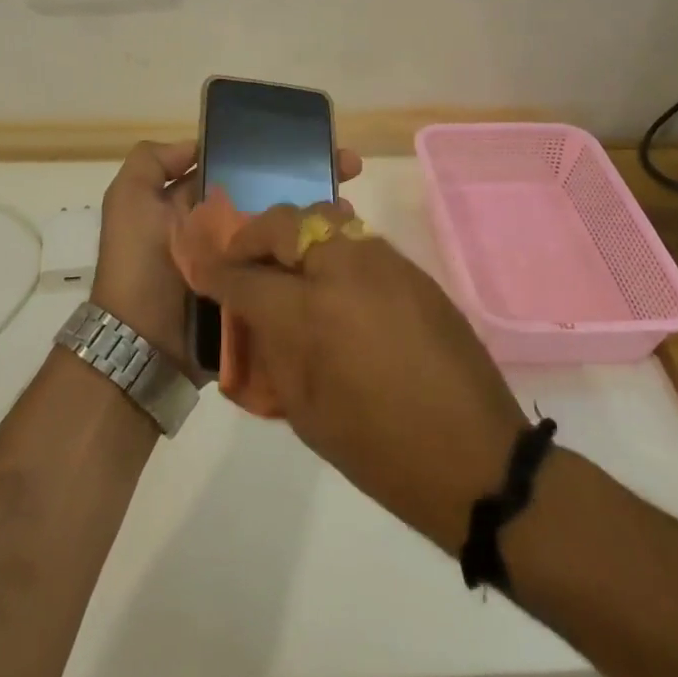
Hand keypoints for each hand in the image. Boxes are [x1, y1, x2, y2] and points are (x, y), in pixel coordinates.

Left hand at [91, 142, 363, 374]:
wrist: (143, 345)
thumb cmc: (137, 265)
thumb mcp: (127, 201)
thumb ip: (151, 163)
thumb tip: (198, 144)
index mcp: (195, 205)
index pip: (239, 170)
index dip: (270, 154)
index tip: (307, 142)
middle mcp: (222, 229)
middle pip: (270, 196)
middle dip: (308, 178)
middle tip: (348, 168)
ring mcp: (244, 262)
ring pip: (285, 229)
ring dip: (318, 213)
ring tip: (351, 204)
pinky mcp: (260, 292)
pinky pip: (289, 267)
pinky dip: (313, 253)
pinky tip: (345, 238)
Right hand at [190, 203, 528, 554]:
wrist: (475, 457)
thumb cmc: (379, 451)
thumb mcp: (305, 412)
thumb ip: (273, 351)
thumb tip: (254, 316)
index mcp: (309, 314)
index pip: (244, 276)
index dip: (215, 272)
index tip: (201, 269)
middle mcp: (344, 271)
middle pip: (283, 223)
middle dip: (254, 238)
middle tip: (246, 262)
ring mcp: (383, 263)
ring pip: (324, 219)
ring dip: (295, 236)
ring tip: (289, 268)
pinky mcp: (413, 270)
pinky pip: (359, 240)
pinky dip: (332, 248)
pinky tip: (334, 283)